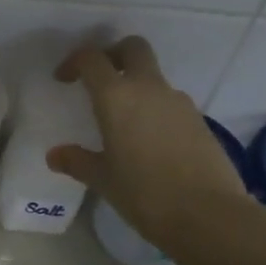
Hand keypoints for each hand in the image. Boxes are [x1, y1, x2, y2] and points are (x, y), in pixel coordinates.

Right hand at [46, 36, 247, 251]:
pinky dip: (156, 110)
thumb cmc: (145, 194)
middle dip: (113, 54)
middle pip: (133, 48)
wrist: (210, 216)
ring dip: (137, 86)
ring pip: (154, 77)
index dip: (74, 62)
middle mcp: (149, 88)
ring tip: (124, 121)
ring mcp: (179, 102)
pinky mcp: (200, 121)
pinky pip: (171, 103)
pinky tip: (150, 143)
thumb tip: (55, 155)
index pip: (92, 59)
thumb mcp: (103, 180)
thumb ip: (77, 162)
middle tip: (100, 79)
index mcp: (117, 96)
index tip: (64, 79)